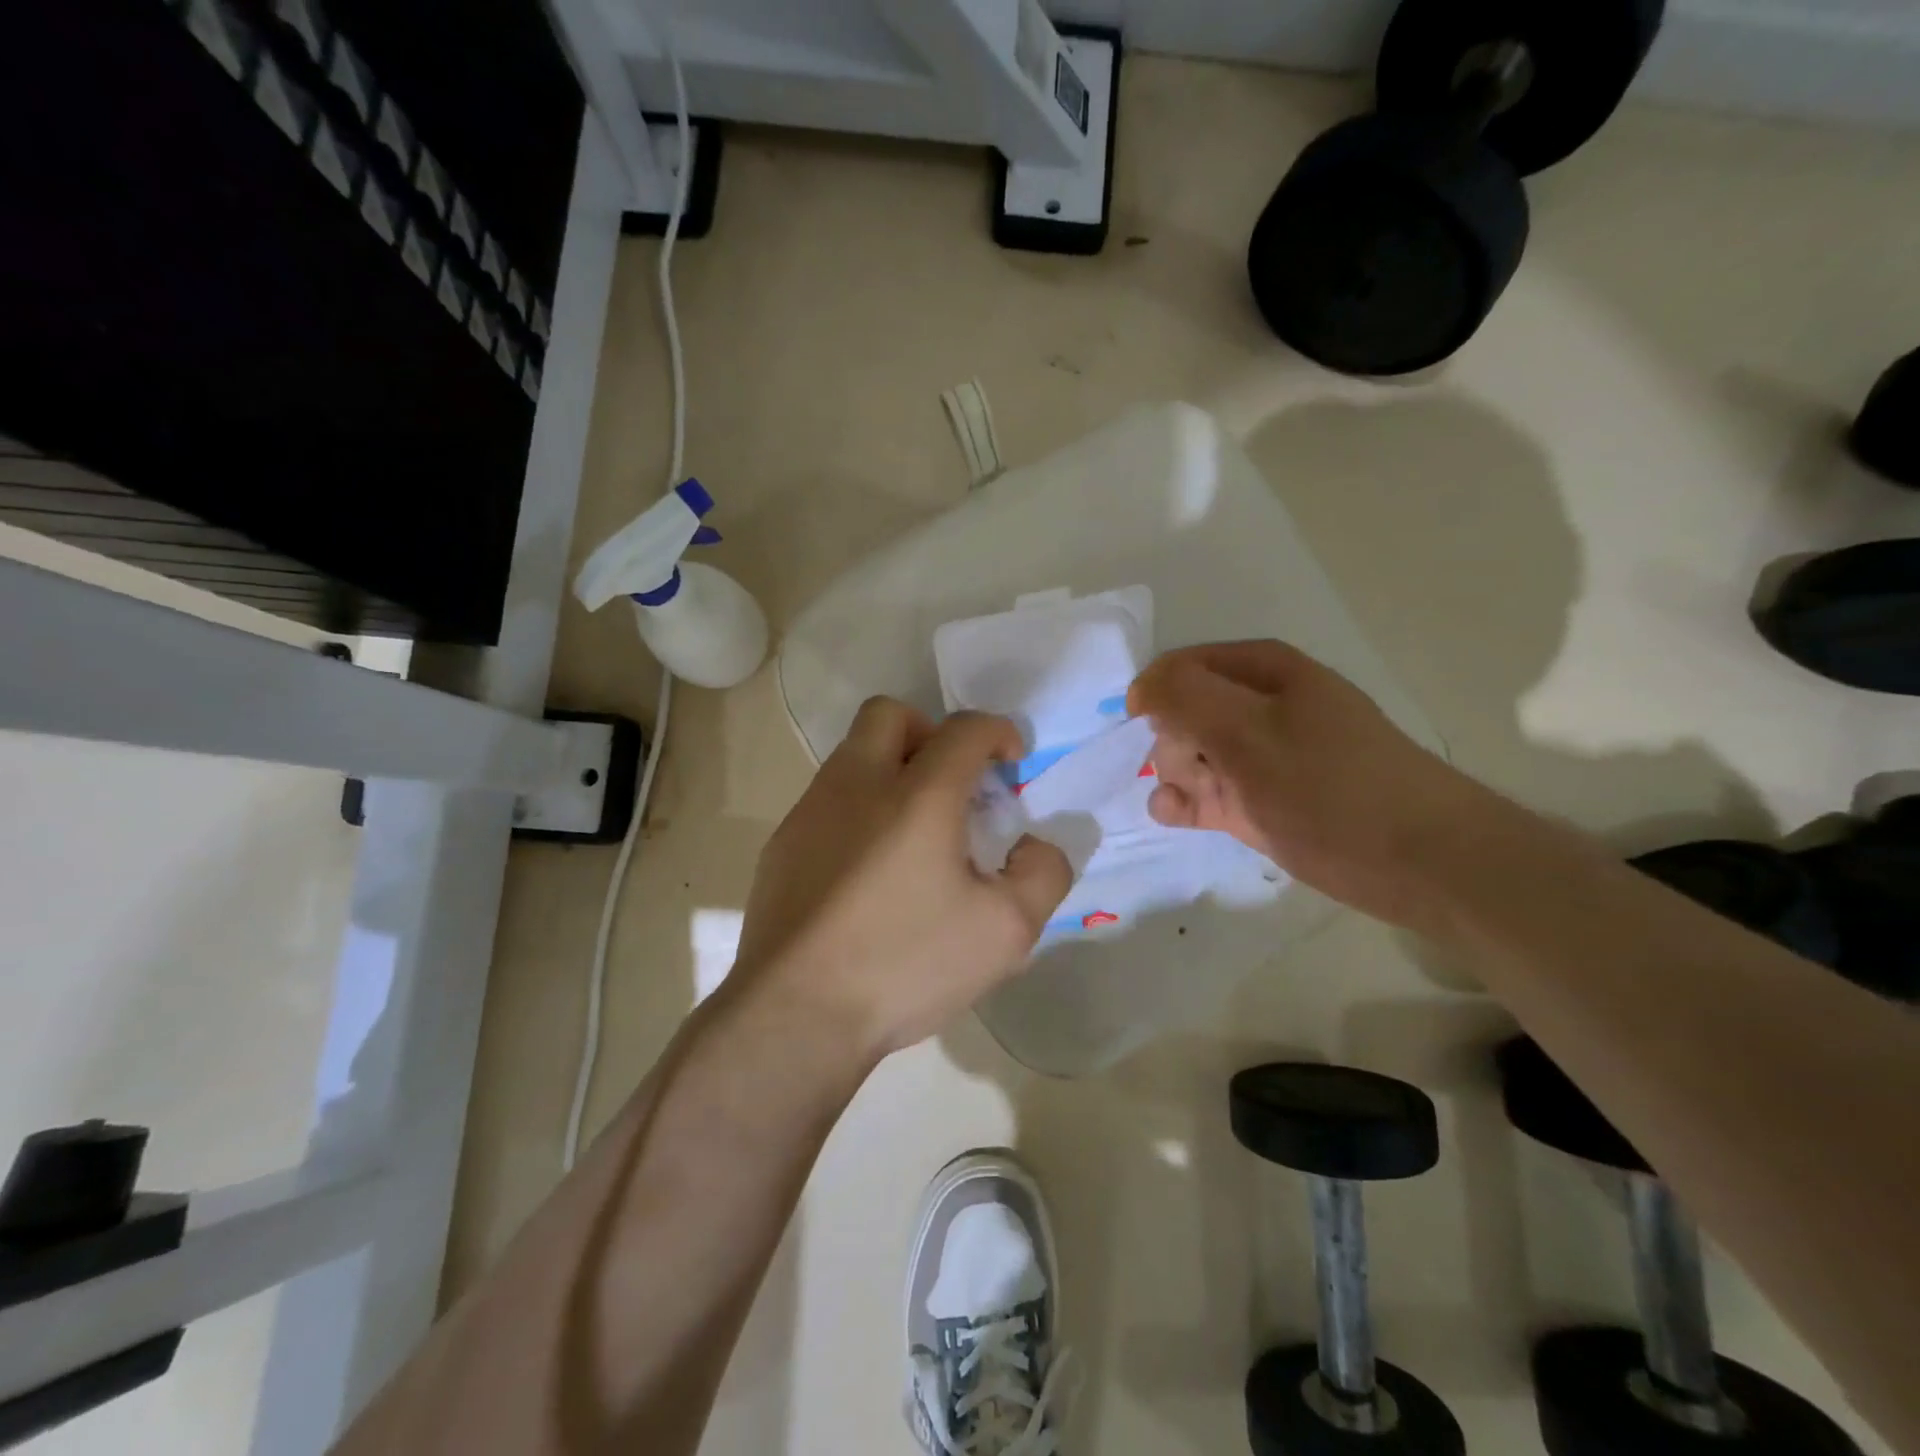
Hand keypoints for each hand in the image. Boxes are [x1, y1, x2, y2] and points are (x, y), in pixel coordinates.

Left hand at [732, 698, 1071, 1058]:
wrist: (795, 1014)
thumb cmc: (905, 964)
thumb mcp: (1004, 931)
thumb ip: (1042, 875)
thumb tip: (1033, 847)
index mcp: (918, 795)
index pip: (965, 729)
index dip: (999, 732)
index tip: (1012, 763)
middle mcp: (858, 784)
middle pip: (890, 714)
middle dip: (930, 732)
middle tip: (952, 782)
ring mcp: (811, 812)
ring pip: (853, 755)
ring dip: (891, 770)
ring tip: (914, 834)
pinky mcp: (782, 844)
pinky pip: (827, 801)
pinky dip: (858, 810)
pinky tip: (869, 872)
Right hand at [1128, 641, 1500, 931]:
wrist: (1415, 862)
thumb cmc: (1330, 786)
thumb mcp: (1250, 731)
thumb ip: (1186, 698)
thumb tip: (1140, 686)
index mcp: (1265, 671)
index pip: (1184, 665)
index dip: (1158, 694)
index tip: (1143, 729)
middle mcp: (1261, 707)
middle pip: (1184, 710)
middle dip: (1172, 740)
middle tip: (1193, 770)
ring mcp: (1262, 757)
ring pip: (1192, 754)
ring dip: (1176, 774)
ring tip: (1189, 801)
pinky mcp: (1260, 801)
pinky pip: (1207, 792)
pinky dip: (1185, 801)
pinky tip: (1176, 814)